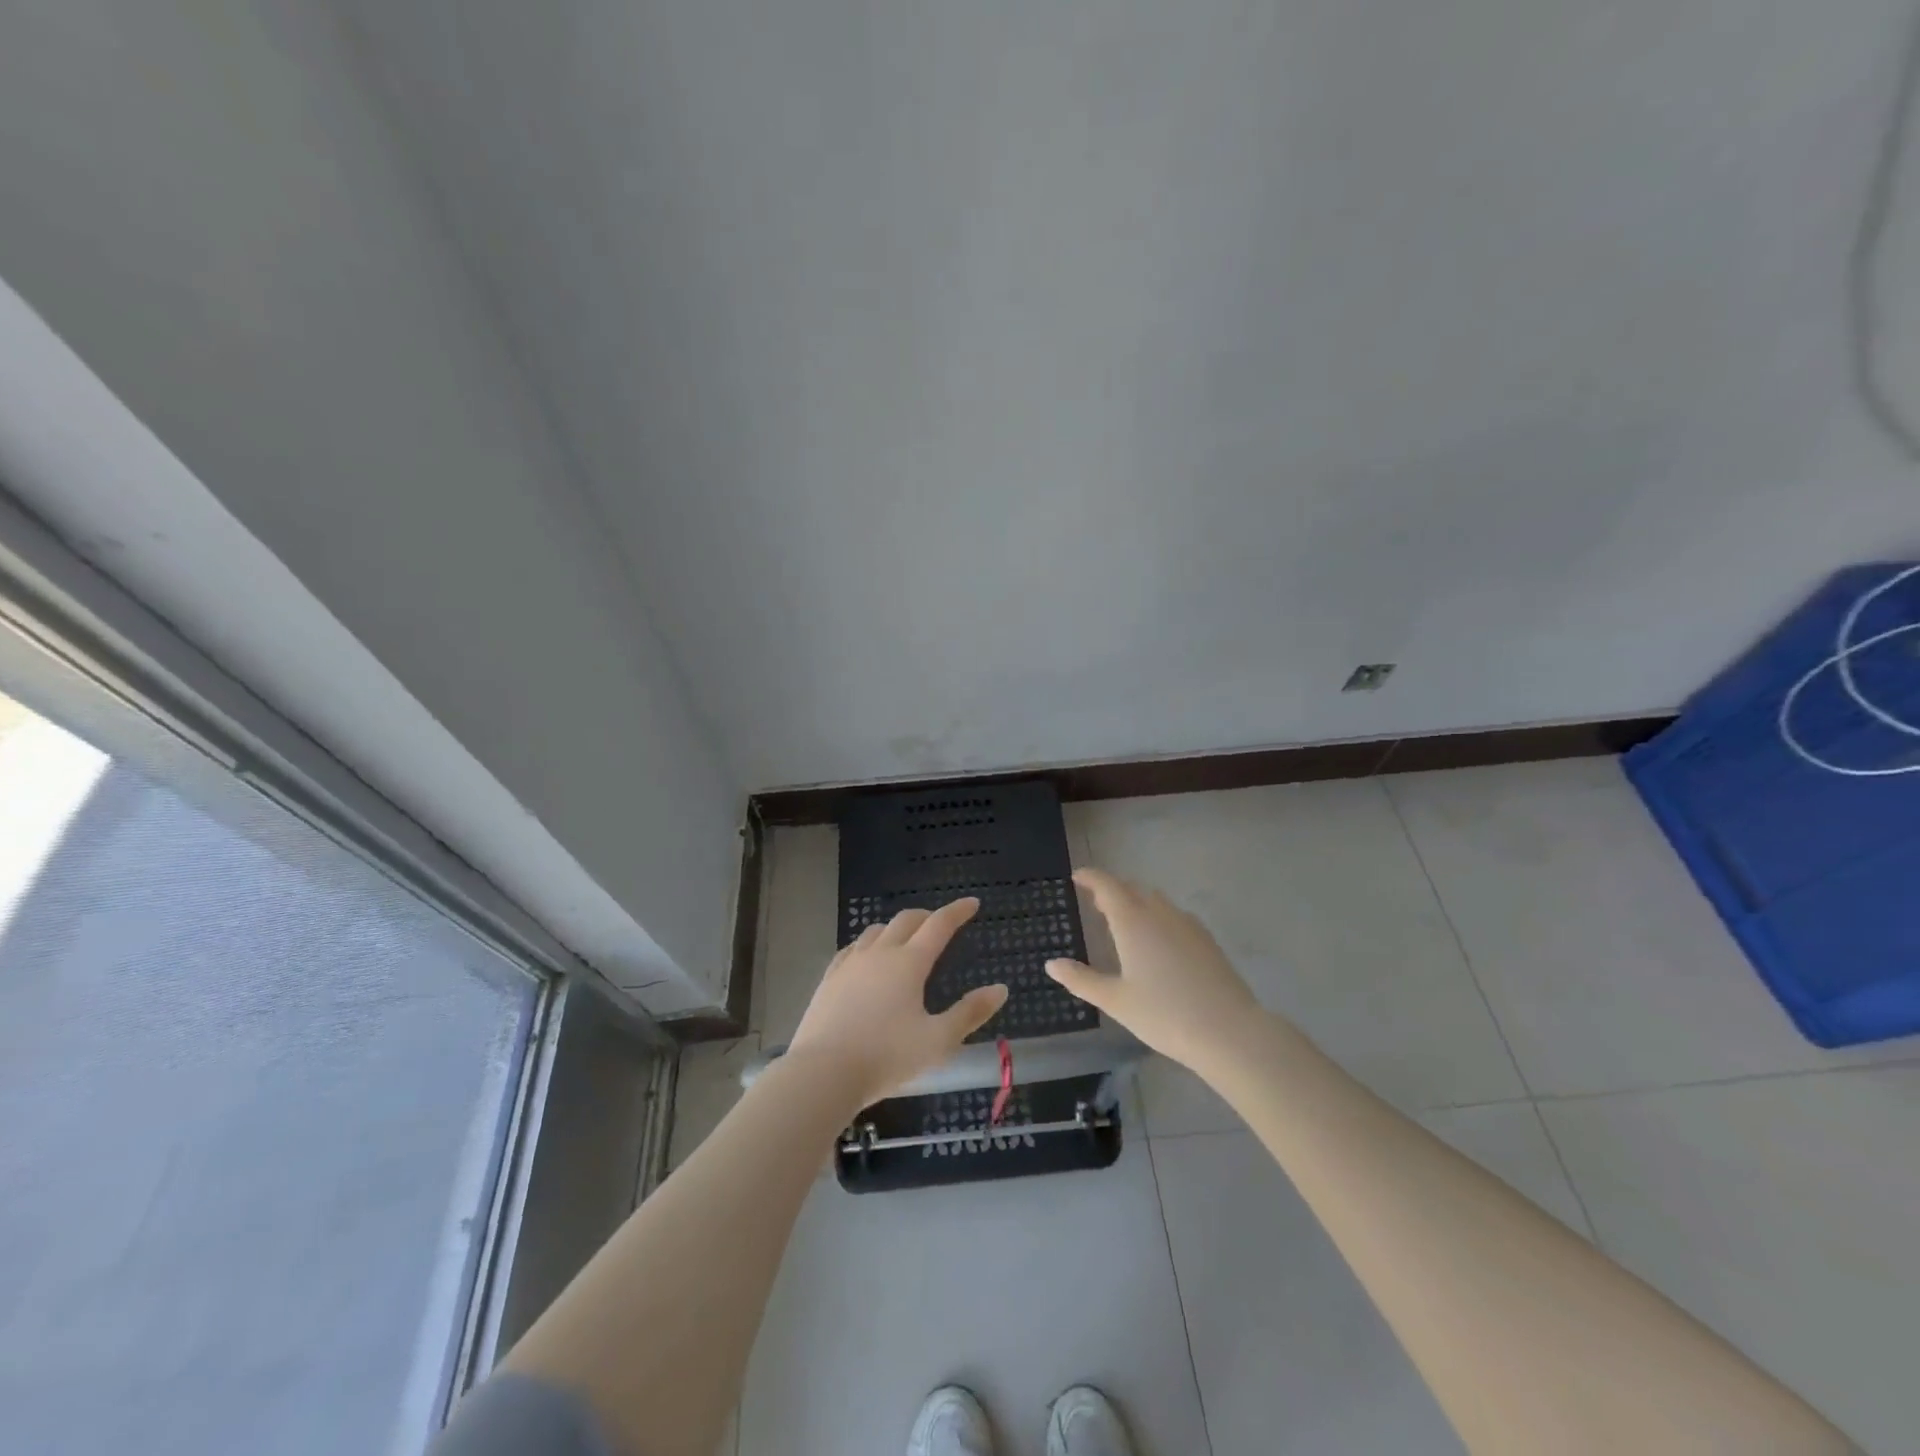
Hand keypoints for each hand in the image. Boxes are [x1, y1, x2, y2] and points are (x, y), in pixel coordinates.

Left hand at [787, 898, 1008, 1107]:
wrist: (823, 1073)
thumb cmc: (887, 1057)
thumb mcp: (939, 1041)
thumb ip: (970, 1013)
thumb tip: (1000, 989)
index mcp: (909, 963)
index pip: (939, 925)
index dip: (957, 911)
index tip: (972, 903)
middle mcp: (880, 953)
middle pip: (906, 920)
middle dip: (927, 916)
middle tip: (940, 923)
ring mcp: (850, 964)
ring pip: (876, 931)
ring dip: (896, 928)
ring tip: (905, 940)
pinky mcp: (829, 979)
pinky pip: (852, 949)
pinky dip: (868, 945)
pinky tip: (867, 958)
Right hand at [1046, 868, 1260, 1073]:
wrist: (1229, 1031)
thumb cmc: (1164, 1014)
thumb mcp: (1115, 1000)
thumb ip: (1081, 980)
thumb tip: (1051, 964)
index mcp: (1132, 921)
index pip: (1107, 885)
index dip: (1090, 877)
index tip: (1077, 876)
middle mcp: (1159, 913)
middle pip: (1132, 889)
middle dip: (1112, 891)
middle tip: (1096, 903)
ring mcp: (1187, 923)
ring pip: (1155, 900)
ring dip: (1136, 902)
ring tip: (1125, 921)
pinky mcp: (1206, 938)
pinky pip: (1174, 915)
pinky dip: (1158, 916)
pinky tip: (1158, 942)